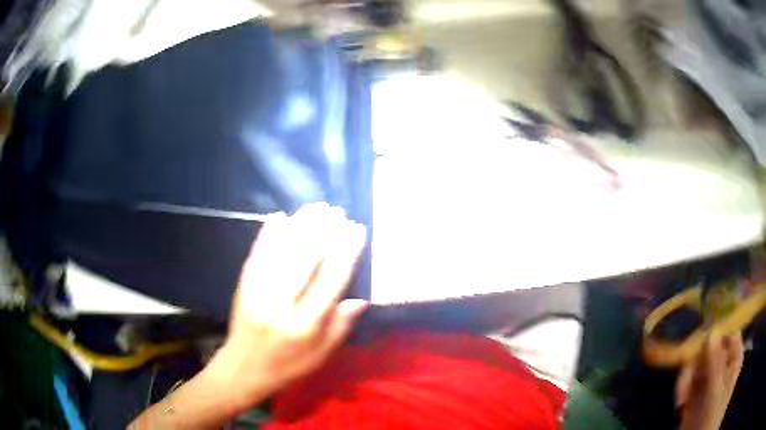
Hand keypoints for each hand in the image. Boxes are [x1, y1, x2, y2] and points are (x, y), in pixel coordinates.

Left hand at [215, 203, 368, 399]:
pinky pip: (256, 255)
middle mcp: (280, 306)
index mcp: (304, 326)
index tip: (356, 229)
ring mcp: (257, 292)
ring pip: (280, 253)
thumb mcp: (321, 355)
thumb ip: (341, 327)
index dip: (345, 253)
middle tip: (337, 211)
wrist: (244, 367)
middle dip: (322, 232)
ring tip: (315, 207)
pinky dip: (267, 234)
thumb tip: (361, 298)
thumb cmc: (288, 365)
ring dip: (298, 226)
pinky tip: (279, 217)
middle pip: (303, 261)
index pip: (329, 282)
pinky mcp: (243, 285)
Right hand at [676, 332, 743, 429]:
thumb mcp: (716, 391)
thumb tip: (711, 331)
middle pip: (710, 346)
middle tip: (687, 376)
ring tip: (682, 398)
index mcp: (734, 358)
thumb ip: (715, 363)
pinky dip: (682, 388)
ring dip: (687, 378)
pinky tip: (681, 402)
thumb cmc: (711, 416)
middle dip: (697, 361)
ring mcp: (709, 376)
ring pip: (697, 361)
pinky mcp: (695, 388)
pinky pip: (687, 378)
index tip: (704, 333)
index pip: (730, 332)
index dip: (718, 330)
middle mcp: (723, 362)